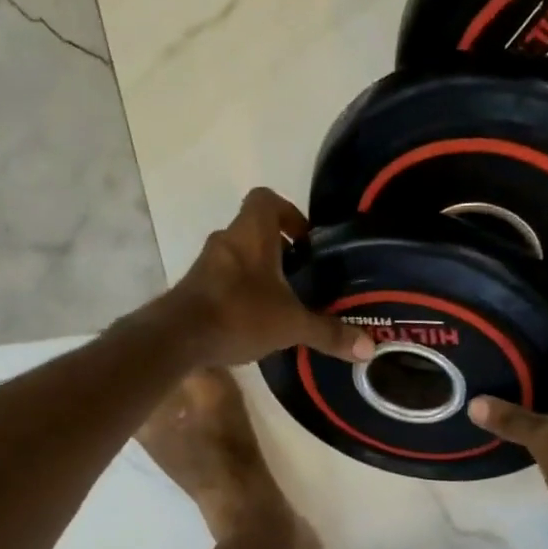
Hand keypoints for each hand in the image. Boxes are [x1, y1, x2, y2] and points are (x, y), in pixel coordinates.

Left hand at [170, 189, 374, 368]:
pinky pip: (222, 280)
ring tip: (280, 301)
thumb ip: (328, 333)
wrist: (178, 338)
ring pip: (237, 256)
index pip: (266, 199)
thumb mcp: (291, 324)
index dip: (287, 213)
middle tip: (299, 275)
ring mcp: (206, 264)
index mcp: (251, 233)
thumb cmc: (239, 314)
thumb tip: (369, 348)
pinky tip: (254, 320)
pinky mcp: (193, 288)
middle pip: (253, 229)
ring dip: (257, 271)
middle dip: (277, 248)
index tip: (304, 241)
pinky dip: (239, 292)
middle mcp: (226, 240)